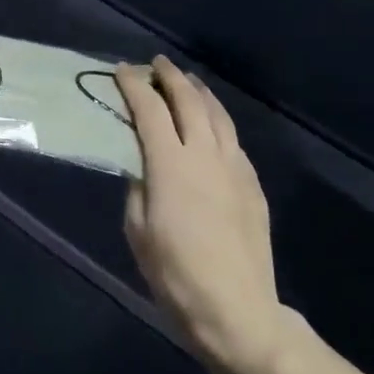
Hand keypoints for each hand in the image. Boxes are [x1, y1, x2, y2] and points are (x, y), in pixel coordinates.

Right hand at [116, 57, 281, 373]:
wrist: (237, 309)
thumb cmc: (175, 274)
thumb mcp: (138, 230)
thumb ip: (137, 186)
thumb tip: (142, 164)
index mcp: (170, 163)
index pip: (149, 109)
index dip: (134, 85)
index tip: (122, 71)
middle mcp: (204, 153)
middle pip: (188, 100)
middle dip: (170, 76)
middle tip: (156, 64)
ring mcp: (234, 166)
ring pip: (217, 114)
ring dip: (199, 91)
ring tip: (187, 81)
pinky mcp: (252, 183)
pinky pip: (232, 138)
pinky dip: (217, 120)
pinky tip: (212, 124)